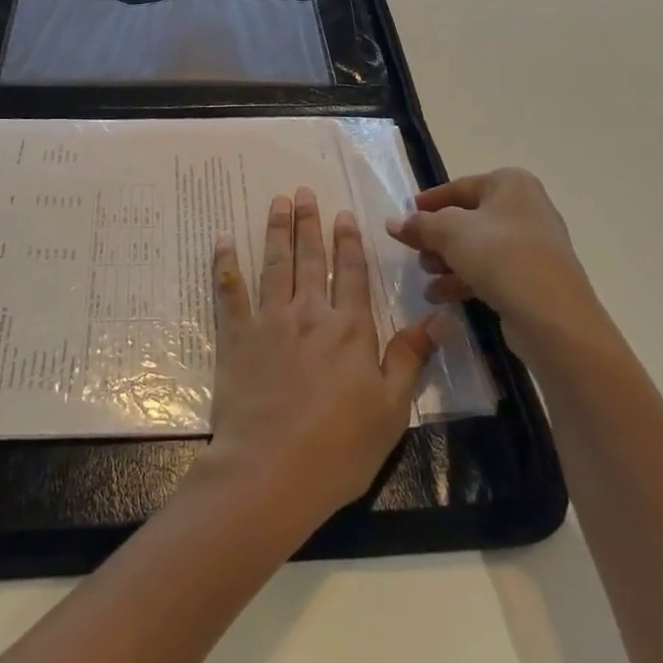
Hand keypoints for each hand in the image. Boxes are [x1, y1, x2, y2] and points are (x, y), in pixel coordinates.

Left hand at [196, 187, 438, 530]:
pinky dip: (224, 263)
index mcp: (349, 329)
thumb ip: (411, 358)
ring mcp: (269, 320)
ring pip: (274, 263)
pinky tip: (222, 240)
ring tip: (278, 202)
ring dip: (276, 230)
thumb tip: (440, 317)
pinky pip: (229, 290)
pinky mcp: (236, 335)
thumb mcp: (391, 410)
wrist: (271, 470)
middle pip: (311, 259)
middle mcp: (309, 313)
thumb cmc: (339, 448)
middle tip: (304, 192)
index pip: (352, 273)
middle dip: (310, 223)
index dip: (349, 241)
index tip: (344, 213)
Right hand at [385, 168, 599, 360]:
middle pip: (467, 218)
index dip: (428, 203)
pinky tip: (440, 296)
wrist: (554, 318)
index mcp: (511, 184)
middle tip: (413, 252)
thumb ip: (419, 224)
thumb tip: (392, 223)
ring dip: (447, 261)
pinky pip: (491, 271)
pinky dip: (464, 279)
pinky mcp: (534, 279)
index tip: (404, 219)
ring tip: (425, 277)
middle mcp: (526, 208)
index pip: (458, 187)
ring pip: (478, 247)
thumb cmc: (500, 256)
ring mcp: (533, 246)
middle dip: (437, 237)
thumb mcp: (450, 232)